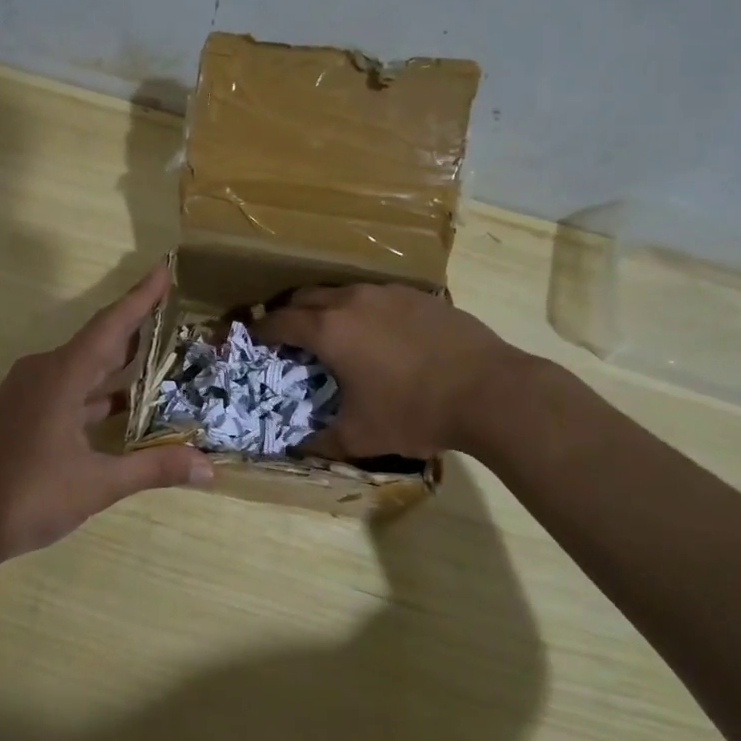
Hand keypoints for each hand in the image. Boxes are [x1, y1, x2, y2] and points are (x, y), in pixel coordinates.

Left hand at [0, 264, 212, 563]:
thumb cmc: (28, 495)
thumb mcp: (98, 483)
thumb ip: (153, 468)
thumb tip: (208, 467)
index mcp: (61, 375)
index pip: (111, 325)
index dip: (140, 297)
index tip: (164, 268)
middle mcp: (44, 373)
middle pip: (98, 342)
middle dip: (137, 330)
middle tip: (177, 318)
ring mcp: (29, 393)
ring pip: (83, 368)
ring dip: (118, 365)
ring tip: (161, 361)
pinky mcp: (23, 413)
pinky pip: (69, 389)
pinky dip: (98, 392)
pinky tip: (123, 407)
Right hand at [253, 283, 535, 460]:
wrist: (490, 391)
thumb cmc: (414, 412)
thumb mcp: (361, 436)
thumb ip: (321, 442)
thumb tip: (297, 448)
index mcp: (328, 330)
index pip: (279, 322)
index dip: (259, 331)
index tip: (251, 339)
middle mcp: (352, 301)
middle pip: (305, 296)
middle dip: (289, 313)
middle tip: (286, 336)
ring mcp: (388, 293)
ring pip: (342, 291)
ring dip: (326, 308)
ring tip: (332, 333)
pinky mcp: (419, 295)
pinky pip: (376, 296)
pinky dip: (363, 310)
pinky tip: (379, 334)